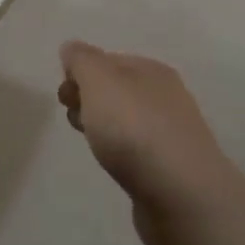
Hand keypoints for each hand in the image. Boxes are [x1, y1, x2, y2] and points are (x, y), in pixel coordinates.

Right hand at [58, 41, 241, 244]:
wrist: (181, 195)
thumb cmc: (134, 129)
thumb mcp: (99, 81)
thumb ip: (82, 60)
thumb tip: (72, 49)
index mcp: (152, 70)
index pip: (109, 60)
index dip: (81, 72)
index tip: (63, 94)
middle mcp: (166, 96)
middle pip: (117, 90)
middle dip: (89, 99)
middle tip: (72, 116)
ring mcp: (171, 133)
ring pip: (125, 120)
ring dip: (102, 125)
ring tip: (90, 143)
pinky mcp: (170, 168)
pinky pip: (135, 149)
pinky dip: (119, 151)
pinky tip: (113, 163)